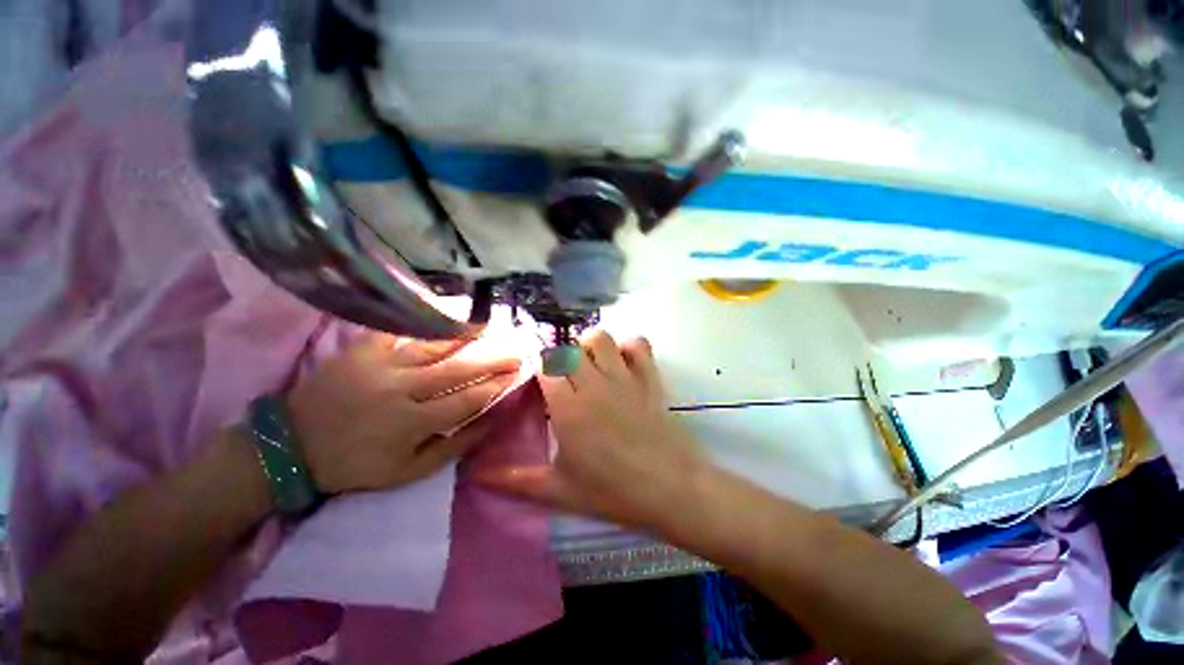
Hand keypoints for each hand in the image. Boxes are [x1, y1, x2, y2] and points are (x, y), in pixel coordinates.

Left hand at [286, 333, 519, 493]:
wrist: (293, 443)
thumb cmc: (357, 462)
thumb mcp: (408, 471)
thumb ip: (454, 446)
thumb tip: (491, 421)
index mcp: (412, 423)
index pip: (467, 401)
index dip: (496, 386)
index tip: (518, 375)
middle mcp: (401, 389)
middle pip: (458, 369)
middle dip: (493, 359)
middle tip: (517, 349)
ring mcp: (381, 364)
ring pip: (435, 345)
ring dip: (467, 334)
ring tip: (491, 325)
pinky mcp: (363, 348)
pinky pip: (401, 328)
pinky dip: (427, 318)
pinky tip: (449, 311)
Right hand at [478, 331, 705, 528]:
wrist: (670, 489)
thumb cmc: (613, 492)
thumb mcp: (560, 491)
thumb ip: (516, 481)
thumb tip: (475, 476)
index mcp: (569, 408)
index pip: (544, 366)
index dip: (537, 367)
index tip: (537, 380)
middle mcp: (594, 384)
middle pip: (569, 348)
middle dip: (560, 358)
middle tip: (563, 380)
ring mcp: (624, 377)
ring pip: (600, 338)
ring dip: (589, 346)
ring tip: (589, 367)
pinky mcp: (649, 377)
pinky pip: (638, 344)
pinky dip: (628, 347)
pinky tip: (622, 364)